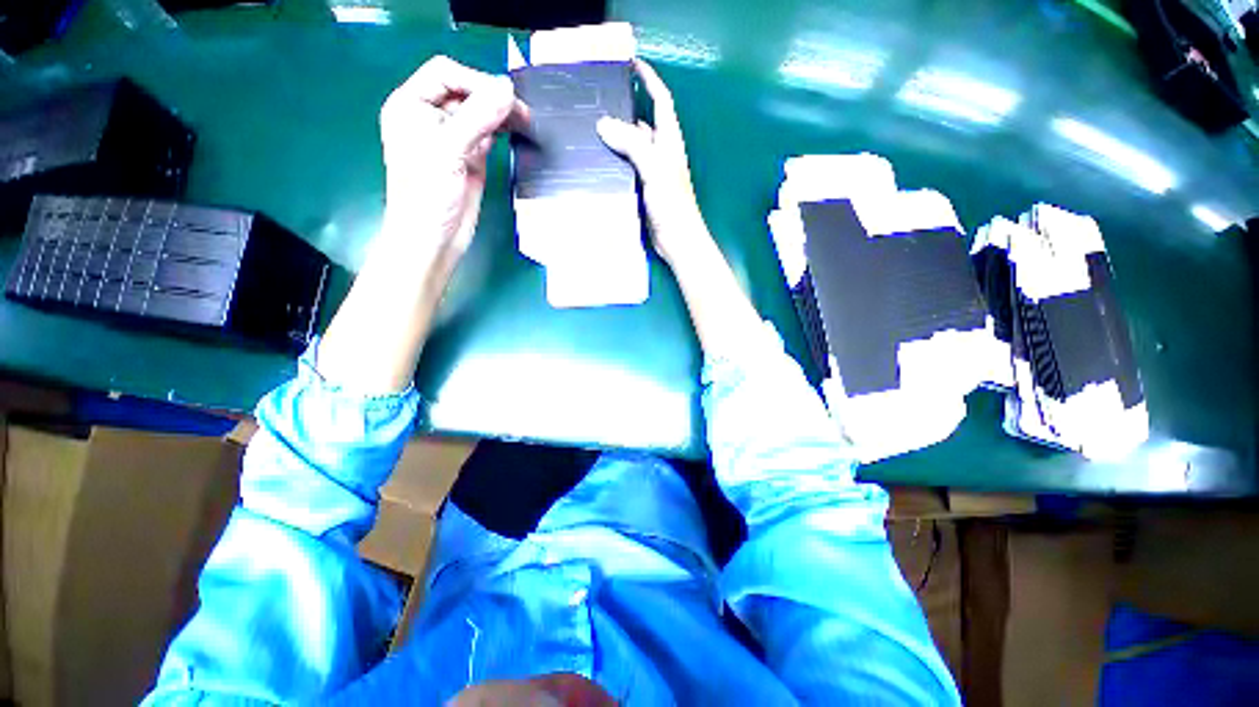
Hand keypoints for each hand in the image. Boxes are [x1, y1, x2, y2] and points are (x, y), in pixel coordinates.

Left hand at [379, 55, 528, 259]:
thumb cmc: (427, 196)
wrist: (434, 240)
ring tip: (525, 121)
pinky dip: (503, 132)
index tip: (504, 97)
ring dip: (501, 114)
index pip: (444, 74)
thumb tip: (507, 90)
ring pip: (480, 113)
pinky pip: (488, 135)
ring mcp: (452, 139)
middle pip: (465, 92)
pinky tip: (516, 133)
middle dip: (492, 97)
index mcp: (411, 106)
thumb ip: (477, 117)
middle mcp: (431, 117)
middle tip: (522, 112)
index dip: (474, 80)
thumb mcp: (448, 151)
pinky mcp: (470, 158)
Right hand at [596, 59, 707, 266]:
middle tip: (596, 100)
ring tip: (590, 128)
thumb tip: (603, 123)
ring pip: (632, 146)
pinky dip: (614, 160)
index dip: (650, 79)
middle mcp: (661, 153)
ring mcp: (652, 172)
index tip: (632, 63)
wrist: (677, 240)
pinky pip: (627, 167)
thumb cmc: (672, 204)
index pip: (661, 101)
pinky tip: (598, 161)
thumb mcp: (655, 170)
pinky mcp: (643, 189)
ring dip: (616, 136)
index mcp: (669, 141)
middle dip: (624, 109)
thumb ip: (633, 145)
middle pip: (642, 123)